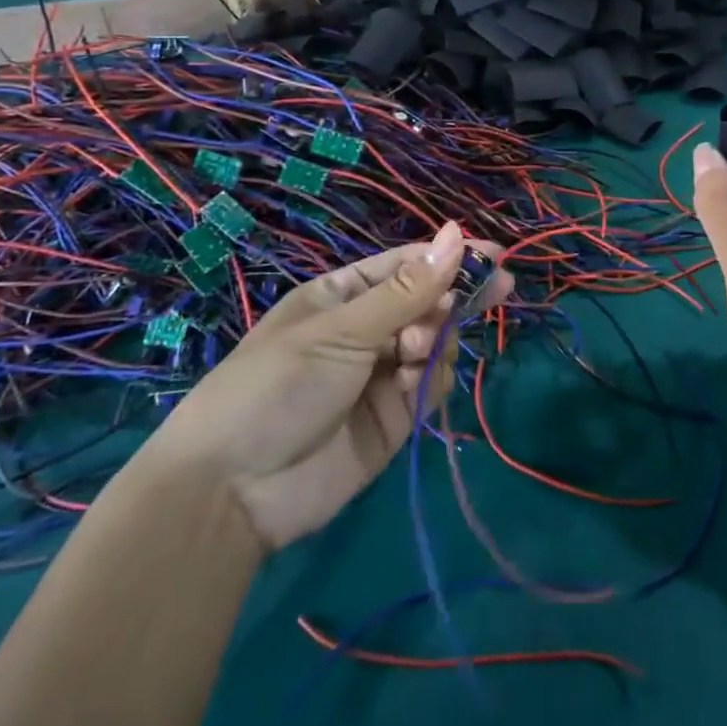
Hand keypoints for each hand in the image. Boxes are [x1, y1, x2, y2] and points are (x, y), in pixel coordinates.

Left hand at [137, 222, 510, 550]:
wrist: (233, 493)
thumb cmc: (277, 386)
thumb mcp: (342, 330)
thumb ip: (408, 290)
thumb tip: (457, 233)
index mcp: (342, 297)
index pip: (407, 266)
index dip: (449, 257)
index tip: (494, 254)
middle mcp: (366, 331)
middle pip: (429, 302)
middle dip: (451, 299)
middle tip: (493, 292)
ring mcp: (382, 375)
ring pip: (437, 342)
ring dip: (437, 339)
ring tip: (414, 352)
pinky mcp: (396, 417)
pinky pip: (432, 384)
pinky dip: (434, 378)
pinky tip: (415, 382)